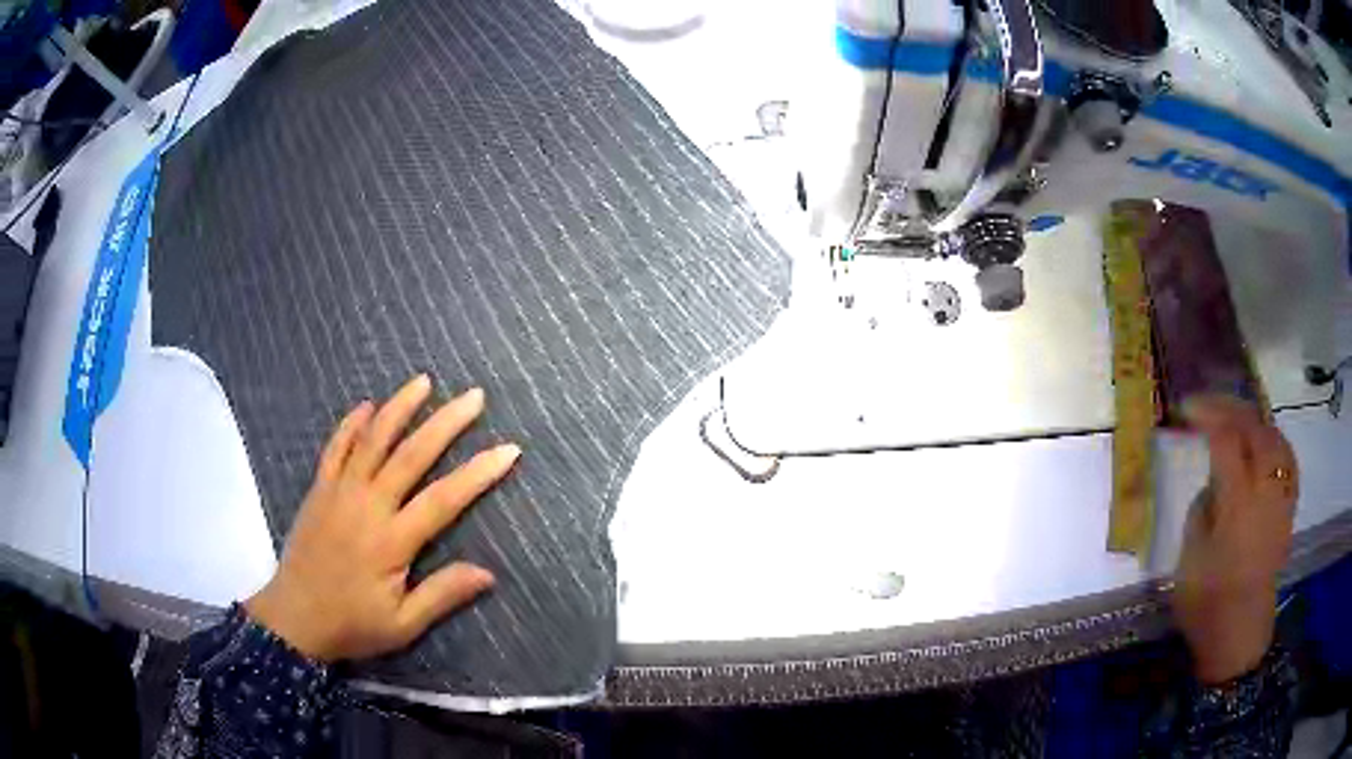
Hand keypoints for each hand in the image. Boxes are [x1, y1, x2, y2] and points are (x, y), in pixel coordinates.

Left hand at [245, 375, 519, 661]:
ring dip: (399, 408)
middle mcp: (366, 506)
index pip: (443, 499)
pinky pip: (335, 448)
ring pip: (371, 440)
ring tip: (423, 382)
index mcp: (391, 541)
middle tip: (473, 397)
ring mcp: (339, 492)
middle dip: (445, 423)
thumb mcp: (402, 624)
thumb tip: (488, 573)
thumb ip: (442, 595)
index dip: (478, 473)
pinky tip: (367, 406)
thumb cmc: (352, 624)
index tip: (508, 449)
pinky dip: (351, 424)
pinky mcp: (319, 490)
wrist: (293, 619)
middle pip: (410, 455)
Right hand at [1174, 395, 1297, 684]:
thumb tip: (1214, 481)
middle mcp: (1266, 491)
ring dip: (1253, 420)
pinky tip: (1261, 444)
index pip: (1227, 439)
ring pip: (1274, 435)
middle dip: (1229, 407)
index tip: (1185, 410)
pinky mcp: (1288, 507)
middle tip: (1206, 406)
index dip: (1206, 415)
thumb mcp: (1190, 558)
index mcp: (1238, 504)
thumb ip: (1203, 508)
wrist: (1239, 636)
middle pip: (1255, 427)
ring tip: (1233, 419)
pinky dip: (1272, 439)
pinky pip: (1286, 456)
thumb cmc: (1207, 604)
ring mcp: (1281, 497)